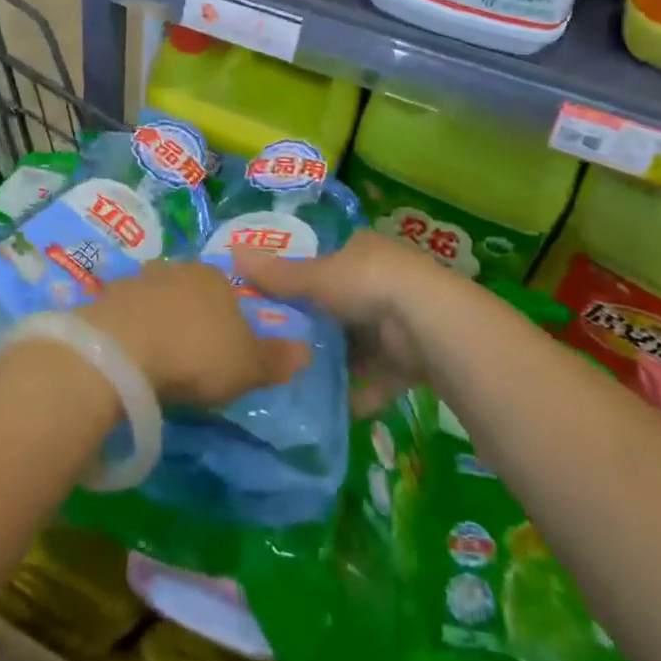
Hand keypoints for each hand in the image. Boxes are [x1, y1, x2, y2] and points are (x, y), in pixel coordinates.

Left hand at [80, 261, 309, 406]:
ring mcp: (137, 280)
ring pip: (155, 299)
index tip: (224, 350)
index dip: (229, 320)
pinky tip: (130, 357)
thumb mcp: (247, 366)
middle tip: (191, 356)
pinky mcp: (105, 298)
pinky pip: (126, 315)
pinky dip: (130, 332)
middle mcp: (176, 269)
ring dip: (158, 323)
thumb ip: (276, 359)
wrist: (122, 350)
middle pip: (190, 291)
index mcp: (214, 278)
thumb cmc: (196, 354)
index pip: (228, 292)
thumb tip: (307, 351)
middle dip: (191, 318)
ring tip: (158, 359)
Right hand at [235, 230, 453, 415]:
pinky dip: (361, 392)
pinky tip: (335, 409)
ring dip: (339, 363)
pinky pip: (380, 377)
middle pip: (343, 305)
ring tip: (301, 382)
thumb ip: (277, 274)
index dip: (305, 279)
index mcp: (364, 251)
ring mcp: (403, 321)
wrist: (429, 325)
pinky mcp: (415, 359)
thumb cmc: (367, 284)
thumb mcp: (316, 277)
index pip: (330, 261)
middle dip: (319, 327)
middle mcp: (385, 280)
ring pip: (362, 344)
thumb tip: (231, 255)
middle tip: (282, 346)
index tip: (278, 301)